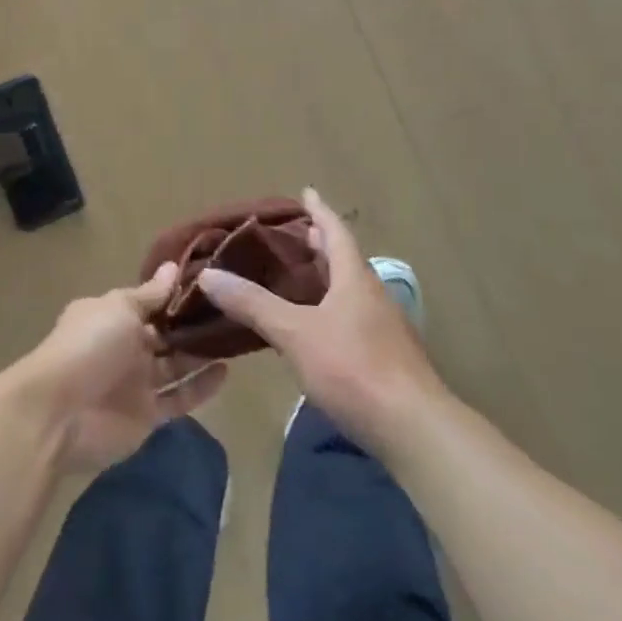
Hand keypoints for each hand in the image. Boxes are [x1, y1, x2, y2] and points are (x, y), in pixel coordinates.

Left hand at [12, 263, 228, 472]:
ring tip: (235, 336)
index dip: (175, 294)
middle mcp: (124, 346)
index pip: (149, 301)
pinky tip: (226, 370)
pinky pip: (179, 397)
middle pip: (164, 332)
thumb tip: (173, 266)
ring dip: (200, 353)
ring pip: (175, 364)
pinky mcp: (147, 415)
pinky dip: (201, 386)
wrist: (61, 414)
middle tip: (232, 308)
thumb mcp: (120, 308)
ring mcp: (136, 382)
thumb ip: (150, 294)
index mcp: (112, 315)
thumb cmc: (89, 346)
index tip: (211, 282)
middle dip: (191, 323)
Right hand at [196, 188, 441, 447]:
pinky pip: (353, 316)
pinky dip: (331, 308)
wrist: (414, 429)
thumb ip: (254, 304)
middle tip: (295, 234)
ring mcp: (383, 328)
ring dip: (327, 277)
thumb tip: (208, 275)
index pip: (336, 232)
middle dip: (321, 244)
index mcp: (354, 279)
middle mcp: (372, 295)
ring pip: (350, 289)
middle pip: (345, 259)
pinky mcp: (386, 357)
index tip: (306, 192)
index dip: (319, 211)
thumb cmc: (354, 368)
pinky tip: (315, 327)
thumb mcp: (296, 333)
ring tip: (299, 276)